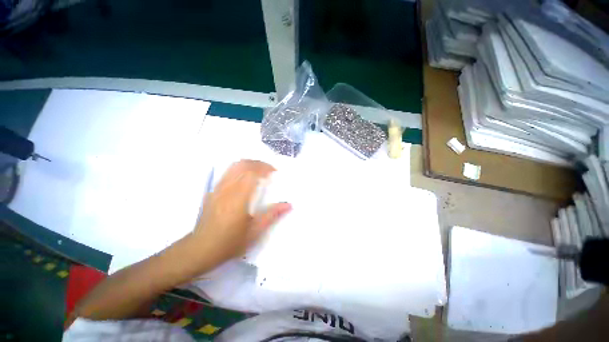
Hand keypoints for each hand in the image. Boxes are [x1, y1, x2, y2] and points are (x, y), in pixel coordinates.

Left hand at [192, 160, 291, 267]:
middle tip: (269, 170)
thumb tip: (288, 204)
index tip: (275, 171)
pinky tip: (245, 178)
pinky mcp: (213, 191)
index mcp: (238, 199)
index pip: (252, 173)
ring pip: (233, 167)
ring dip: (249, 164)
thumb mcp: (254, 232)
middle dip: (258, 163)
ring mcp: (218, 189)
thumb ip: (271, 215)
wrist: (199, 250)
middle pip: (242, 165)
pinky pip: (227, 173)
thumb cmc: (229, 243)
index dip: (264, 168)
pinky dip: (239, 169)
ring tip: (259, 171)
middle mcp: (227, 189)